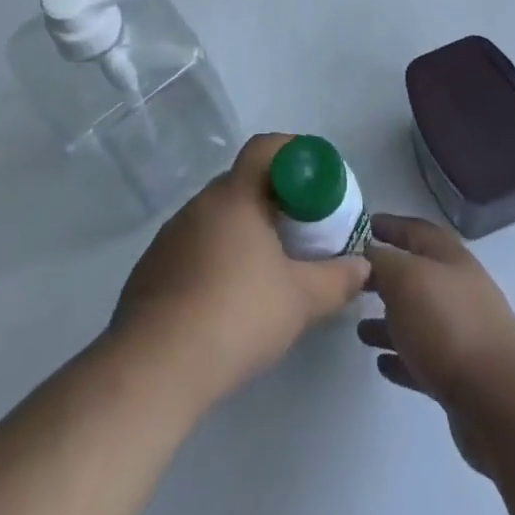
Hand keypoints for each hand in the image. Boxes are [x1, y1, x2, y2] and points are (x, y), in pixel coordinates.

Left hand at [112, 134, 369, 406]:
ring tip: (266, 267)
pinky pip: (194, 246)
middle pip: (242, 183)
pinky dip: (216, 257)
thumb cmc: (236, 316)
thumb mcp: (300, 301)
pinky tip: (227, 298)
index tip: (314, 176)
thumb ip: (337, 280)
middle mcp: (200, 204)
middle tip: (300, 227)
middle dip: (273, 198)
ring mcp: (171, 235)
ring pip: (217, 217)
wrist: (155, 367)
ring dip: (243, 230)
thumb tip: (362, 267)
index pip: (264, 148)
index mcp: (235, 196)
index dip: (292, 152)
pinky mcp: (152, 267)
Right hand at [359, 215, 514, 473]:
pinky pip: (423, 358)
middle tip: (354, 281)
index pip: (416, 229)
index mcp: (450, 258)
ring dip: (389, 321)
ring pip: (418, 318)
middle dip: (385, 276)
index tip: (362, 226)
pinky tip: (382, 364)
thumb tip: (367, 254)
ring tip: (359, 330)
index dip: (390, 225)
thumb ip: (381, 261)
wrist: (498, 402)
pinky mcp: (461, 375)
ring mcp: (463, 333)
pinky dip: (402, 357)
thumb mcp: (405, 279)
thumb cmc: (447, 326)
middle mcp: (459, 289)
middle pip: (416, 275)